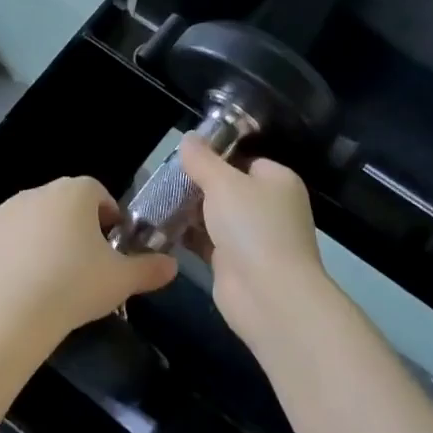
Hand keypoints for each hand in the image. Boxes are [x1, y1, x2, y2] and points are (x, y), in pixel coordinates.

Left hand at [0, 177, 176, 344]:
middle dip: (73, 225)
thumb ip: (150, 268)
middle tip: (81, 263)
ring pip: (30, 217)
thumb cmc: (75, 286)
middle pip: (62, 203)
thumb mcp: (122, 280)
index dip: (107, 216)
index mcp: (75, 193)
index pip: (97, 193)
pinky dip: (9, 249)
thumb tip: (172, 265)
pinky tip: (17, 278)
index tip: (110, 244)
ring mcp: (4, 209)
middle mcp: (37, 191)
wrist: (14, 312)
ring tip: (48, 274)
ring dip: (40, 235)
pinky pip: (1, 235)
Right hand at [179, 137, 329, 344]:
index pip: (244, 159)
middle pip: (227, 188)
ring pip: (214, 215)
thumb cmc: (252, 226)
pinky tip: (159, 227)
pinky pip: (207, 241)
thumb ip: (202, 160)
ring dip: (188, 211)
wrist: (268, 294)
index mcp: (277, 181)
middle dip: (196, 185)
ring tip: (155, 200)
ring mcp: (252, 237)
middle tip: (162, 179)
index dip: (215, 156)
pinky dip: (187, 235)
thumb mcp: (223, 183)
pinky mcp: (234, 262)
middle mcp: (269, 207)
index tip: (183, 157)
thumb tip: (188, 137)